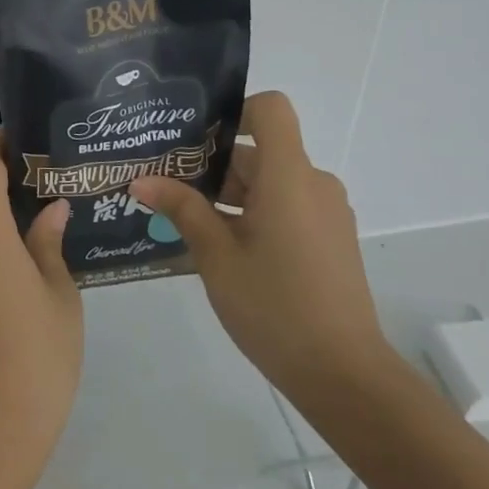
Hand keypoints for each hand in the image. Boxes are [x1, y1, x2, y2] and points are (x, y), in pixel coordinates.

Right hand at [132, 91, 393, 407]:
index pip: (270, 110)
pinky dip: (254, 212)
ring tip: (185, 219)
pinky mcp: (330, 239)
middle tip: (166, 184)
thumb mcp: (216, 256)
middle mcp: (313, 184)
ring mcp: (327, 213)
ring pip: (271, 181)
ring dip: (230, 193)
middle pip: (260, 150)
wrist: (346, 379)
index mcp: (288, 176)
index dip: (234, 111)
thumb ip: (182, 208)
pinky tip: (222, 247)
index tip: (196, 139)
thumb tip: (141, 180)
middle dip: (213, 164)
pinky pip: (287, 205)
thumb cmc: (276, 307)